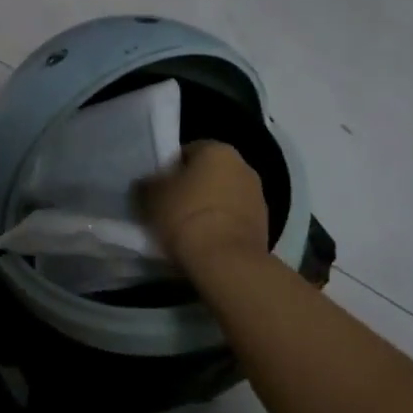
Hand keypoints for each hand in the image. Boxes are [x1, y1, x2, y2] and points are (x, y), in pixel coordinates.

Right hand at [143, 140, 267, 271]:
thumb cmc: (185, 216)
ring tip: (188, 229)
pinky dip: (221, 226)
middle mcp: (243, 166)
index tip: (159, 189)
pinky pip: (234, 219)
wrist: (226, 262)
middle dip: (192, 187)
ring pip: (223, 196)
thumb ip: (148, 183)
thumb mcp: (152, 196)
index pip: (187, 151)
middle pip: (209, 173)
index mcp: (217, 150)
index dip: (169, 169)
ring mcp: (258, 196)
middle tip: (171, 208)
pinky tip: (206, 242)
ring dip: (208, 207)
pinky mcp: (264, 226)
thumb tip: (148, 183)